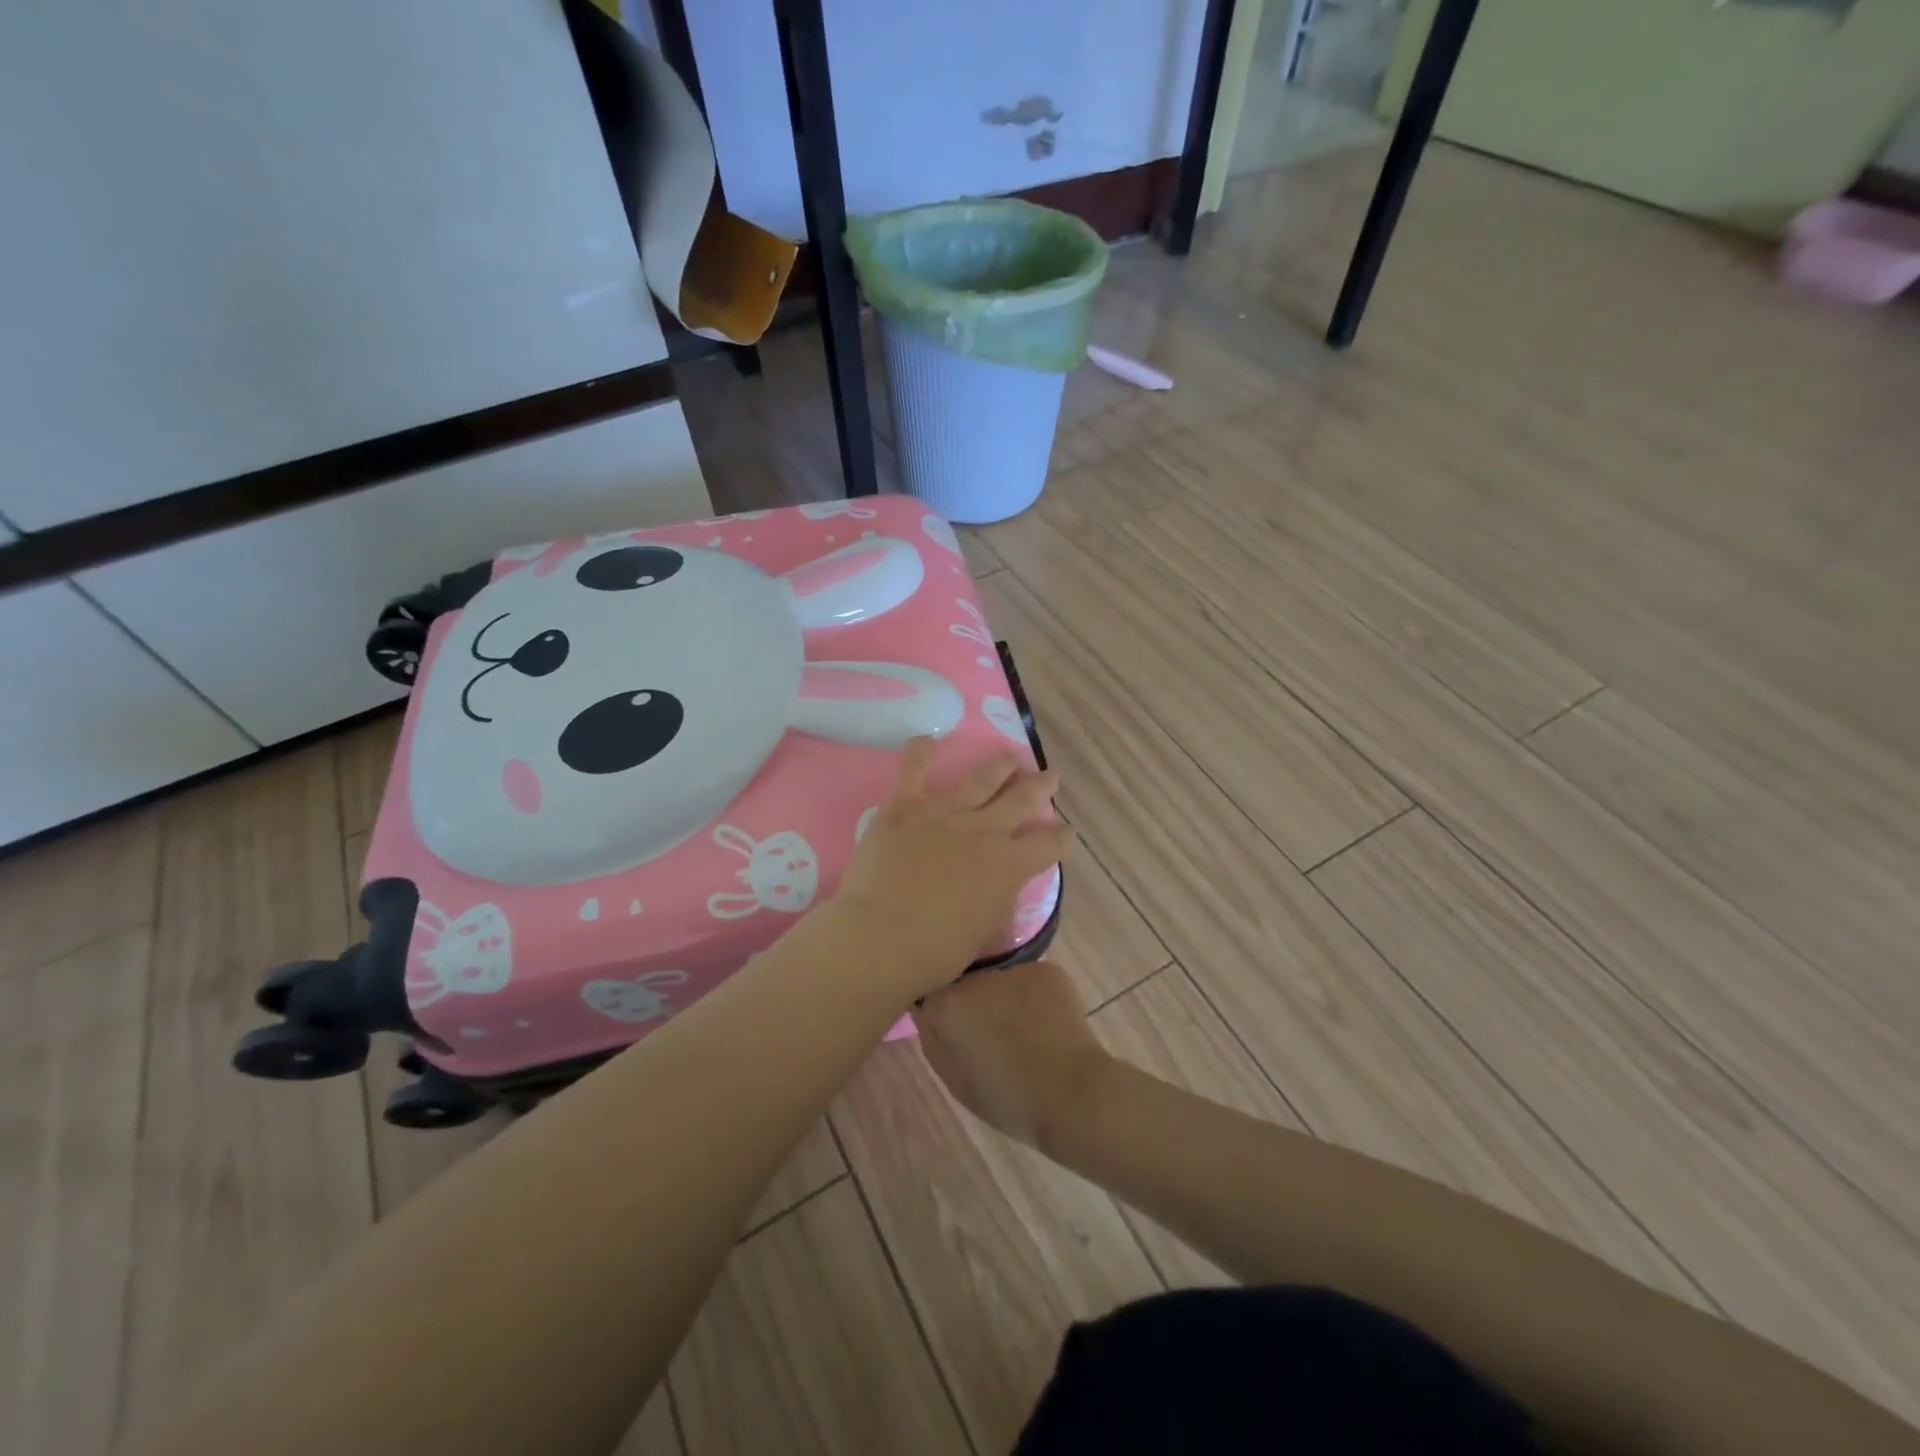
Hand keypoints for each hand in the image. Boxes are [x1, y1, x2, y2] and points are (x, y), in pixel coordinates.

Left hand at [830, 737, 1071, 998]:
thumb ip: (994, 900)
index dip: (1061, 838)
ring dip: (1000, 766)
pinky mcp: (905, 808)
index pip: (1047, 847)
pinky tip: (926, 739)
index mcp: (1007, 867)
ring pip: (980, 780)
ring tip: (1011, 755)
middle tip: (1050, 775)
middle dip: (1040, 787)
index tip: (1067, 831)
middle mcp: (984, 832)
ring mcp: (944, 815)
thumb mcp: (982, 932)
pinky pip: (913, 772)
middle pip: (1021, 801)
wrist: (882, 936)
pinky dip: (920, 754)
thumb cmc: (934, 951)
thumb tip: (996, 886)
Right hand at [915, 958, 1117, 1150]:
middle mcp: (976, 976)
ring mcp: (1015, 968)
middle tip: (991, 1032)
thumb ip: (932, 1039)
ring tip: (1021, 1028)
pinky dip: (1032, 995)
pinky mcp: (1047, 968)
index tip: (957, 1033)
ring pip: (998, 976)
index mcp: (948, 1004)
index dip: (943, 1013)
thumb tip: (926, 1011)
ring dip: (1002, 995)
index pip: (932, 993)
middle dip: (973, 1000)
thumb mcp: (955, 1081)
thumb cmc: (1009, 1099)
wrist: (1074, 1096)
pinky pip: (1028, 978)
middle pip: (965, 981)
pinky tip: (1044, 1021)